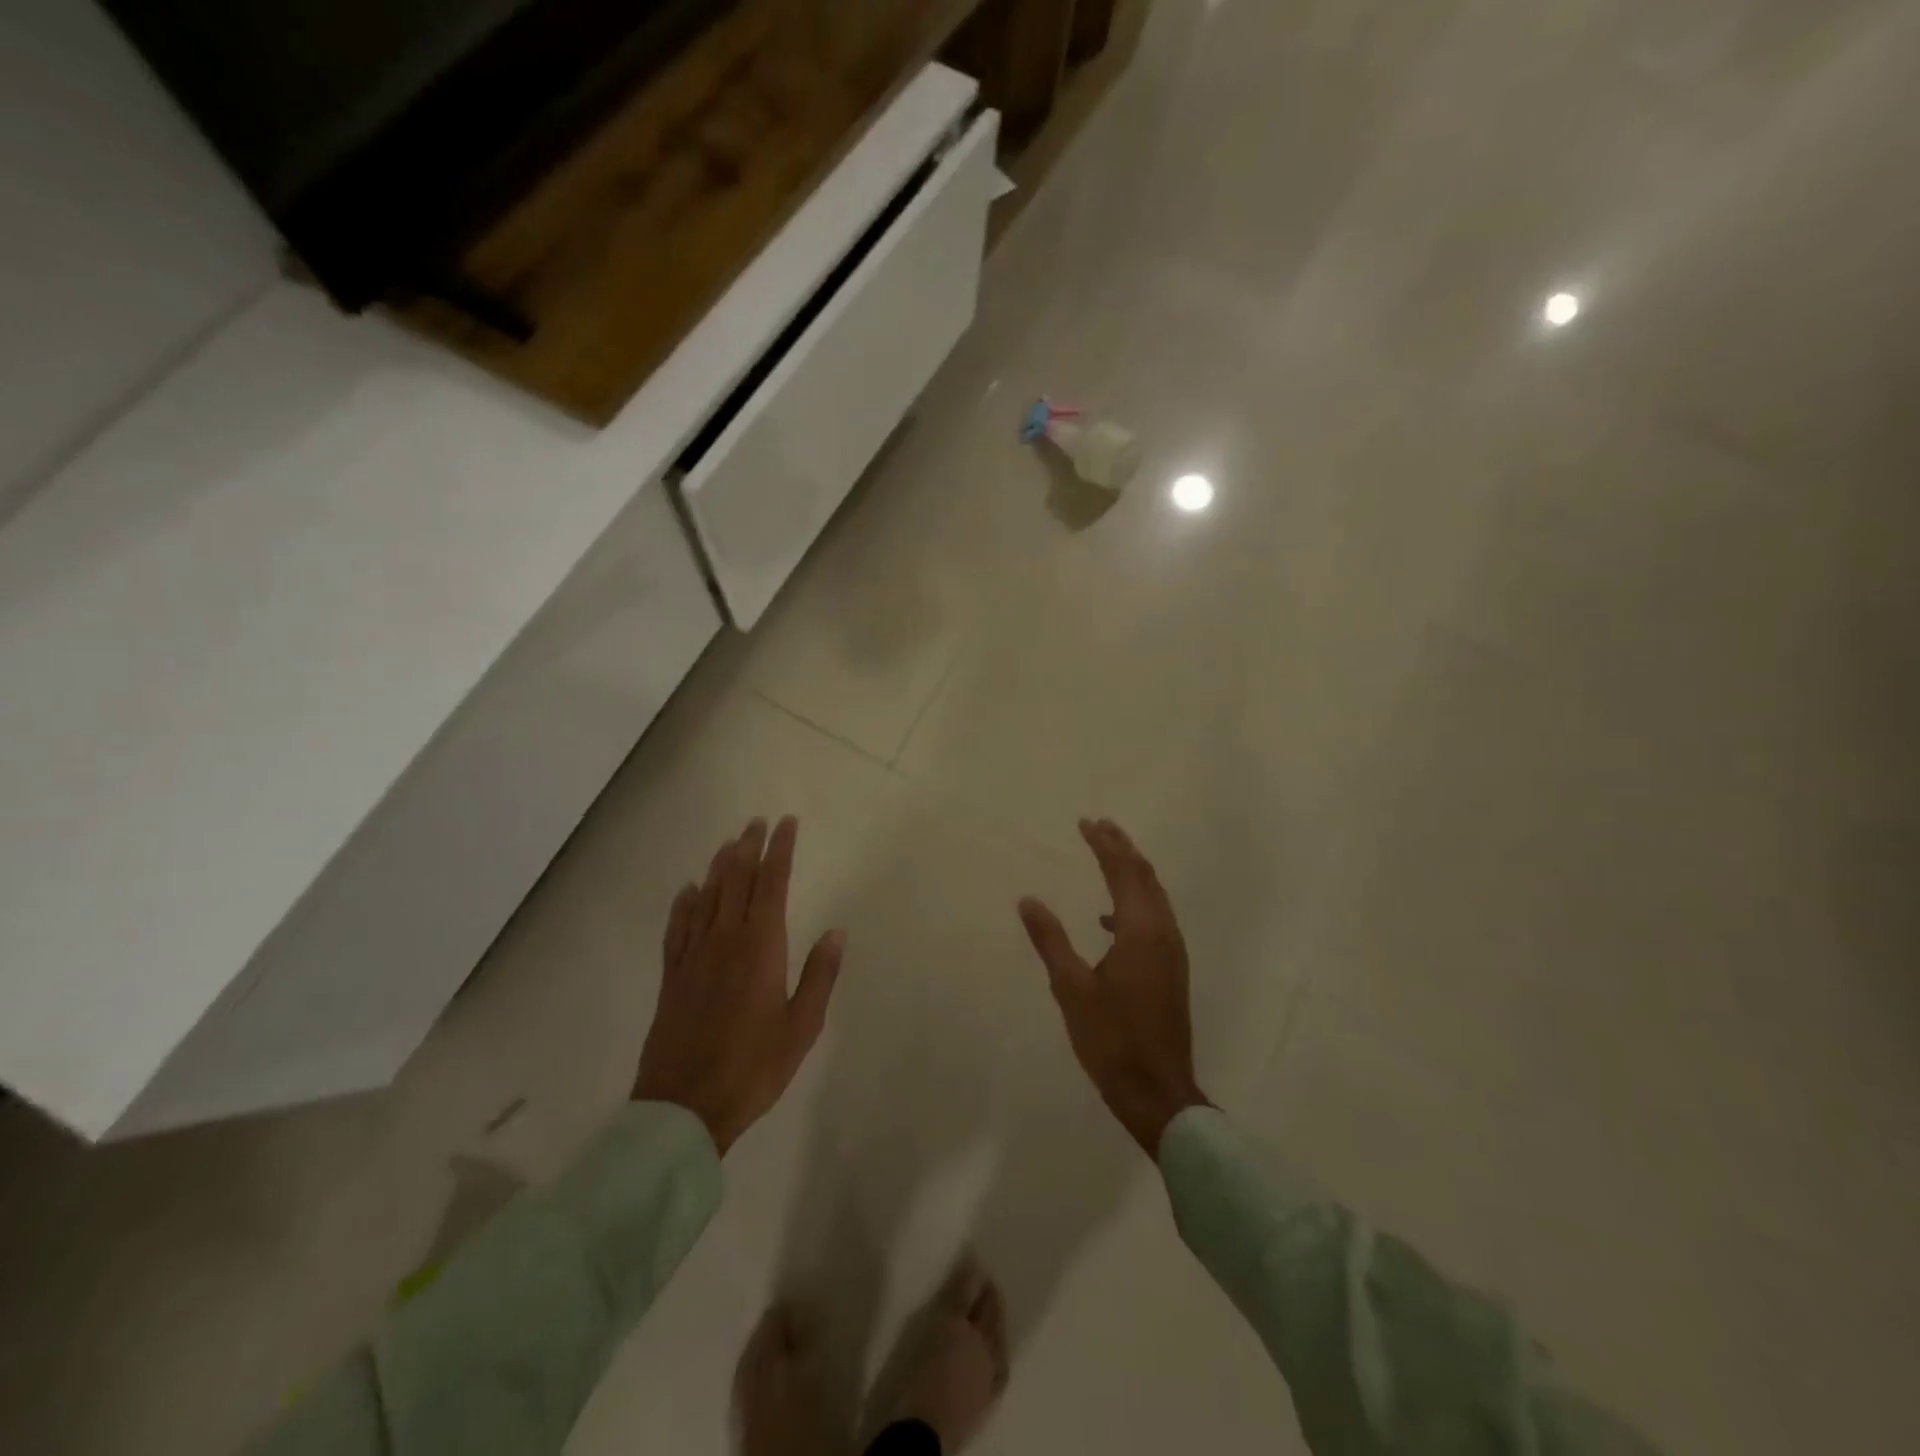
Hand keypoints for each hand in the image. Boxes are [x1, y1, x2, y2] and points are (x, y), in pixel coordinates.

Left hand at [634, 817, 845, 1153]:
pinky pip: (678, 928)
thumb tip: (836, 931)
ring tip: (729, 843)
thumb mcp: (802, 1026)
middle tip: (757, 823)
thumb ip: (819, 975)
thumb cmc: (754, 1067)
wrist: (685, 1106)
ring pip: (707, 897)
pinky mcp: (673, 976)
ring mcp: (694, 956)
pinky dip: (685, 903)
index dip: (779, 851)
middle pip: (737, 881)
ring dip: (719, 867)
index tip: (786, 824)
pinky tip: (689, 891)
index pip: (771, 884)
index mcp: (761, 948)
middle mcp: (725, 940)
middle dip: (749, 848)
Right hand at [1018, 819, 1207, 1156]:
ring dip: (1131, 871)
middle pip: (1144, 877)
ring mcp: (1172, 952)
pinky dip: (1134, 902)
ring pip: (1154, 896)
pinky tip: (1108, 919)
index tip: (1086, 823)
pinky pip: (1155, 918)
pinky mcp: (1171, 969)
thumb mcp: (1072, 988)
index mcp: (1140, 932)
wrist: (1158, 1092)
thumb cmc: (1112, 1040)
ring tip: (1108, 855)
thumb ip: (1051, 940)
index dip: (1104, 845)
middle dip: (1122, 848)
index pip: (1122, 873)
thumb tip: (1029, 900)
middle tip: (1099, 826)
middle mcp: (1163, 933)